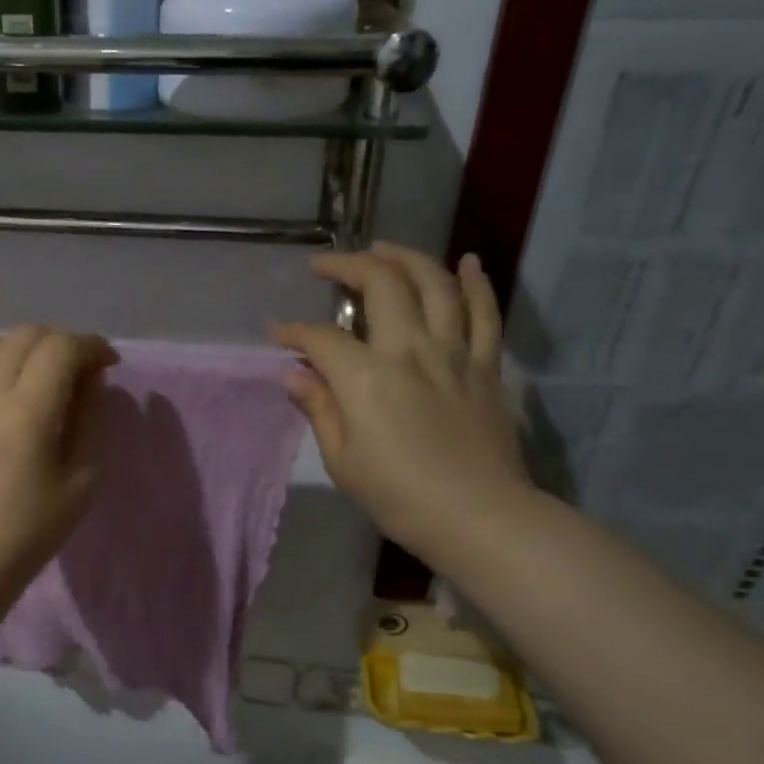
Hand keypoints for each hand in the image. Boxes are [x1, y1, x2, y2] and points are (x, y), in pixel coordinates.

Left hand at [0, 325, 117, 620]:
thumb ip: (89, 419)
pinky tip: (7, 403)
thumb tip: (91, 378)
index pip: (60, 347)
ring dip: (26, 351)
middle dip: (61, 342)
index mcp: (25, 413)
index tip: (109, 364)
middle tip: (80, 371)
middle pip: (24, 335)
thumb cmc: (29, 534)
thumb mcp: (80, 482)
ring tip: (43, 380)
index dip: (92, 346)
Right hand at [273, 244, 531, 561]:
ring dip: (405, 257)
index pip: (321, 338)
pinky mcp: (486, 364)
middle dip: (348, 266)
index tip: (278, 333)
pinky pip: (485, 311)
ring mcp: (454, 351)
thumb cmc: (398, 496)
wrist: (477, 515)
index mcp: (366, 378)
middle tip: (326, 265)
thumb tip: (295, 374)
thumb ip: (319, 408)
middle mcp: (409, 349)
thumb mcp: (342, 460)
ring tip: (383, 248)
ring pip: (434, 283)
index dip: (294, 332)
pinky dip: (476, 282)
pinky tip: (467, 262)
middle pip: (381, 284)